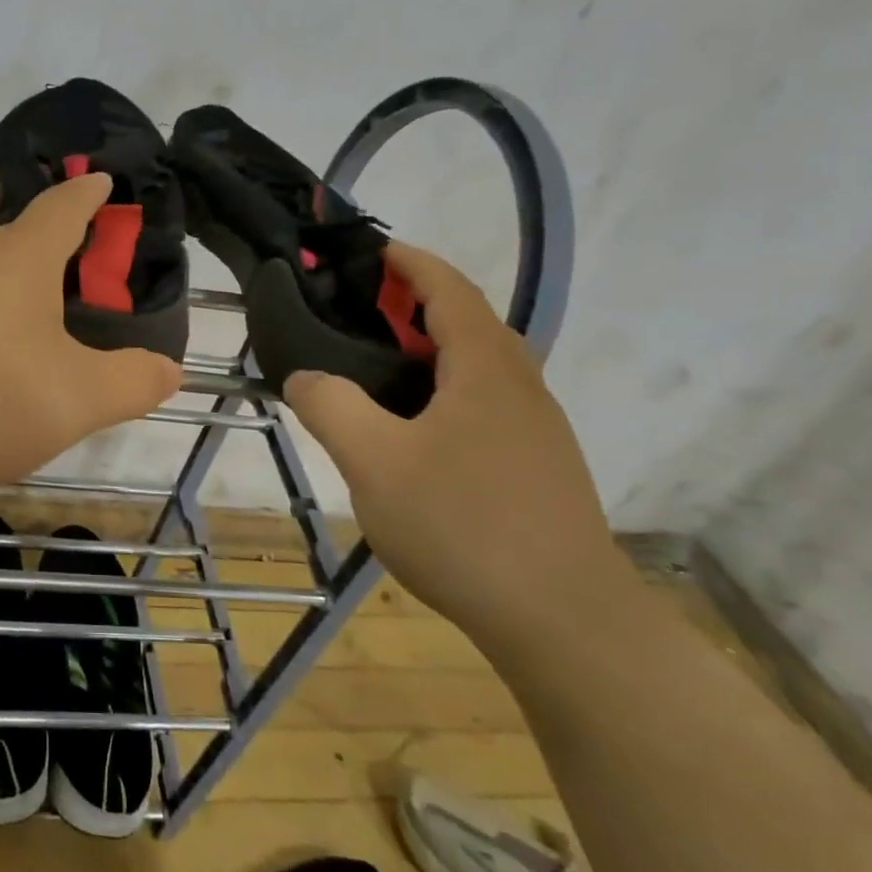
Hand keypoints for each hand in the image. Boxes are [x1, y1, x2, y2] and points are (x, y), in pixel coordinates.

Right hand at [282, 242, 624, 655]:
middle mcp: (519, 386)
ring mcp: (535, 430)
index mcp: (486, 367)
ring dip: (426, 352)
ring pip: (474, 368)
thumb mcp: (374, 460)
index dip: (407, 261)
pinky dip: (439, 392)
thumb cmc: (465, 525)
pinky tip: (408, 433)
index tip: (366, 249)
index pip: (447, 287)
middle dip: (410, 305)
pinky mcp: (535, 468)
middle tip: (352, 314)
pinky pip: (481, 405)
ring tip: (370, 370)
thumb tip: (306, 376)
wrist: (565, 622)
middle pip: (465, 322)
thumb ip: (331, 406)